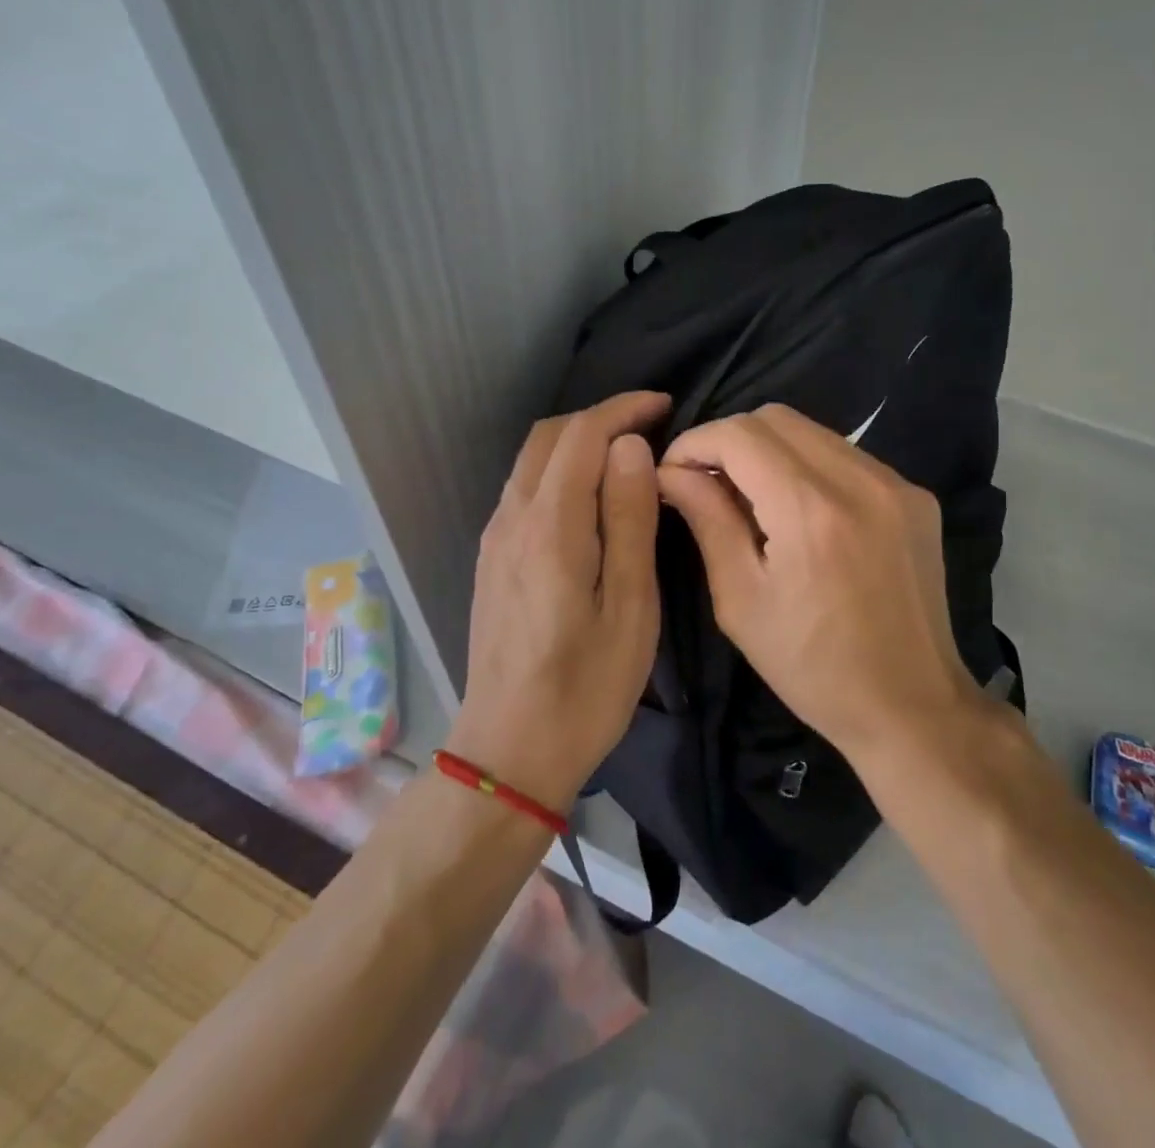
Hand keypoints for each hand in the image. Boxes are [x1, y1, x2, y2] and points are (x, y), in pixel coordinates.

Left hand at [447, 391, 670, 812]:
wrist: (509, 750)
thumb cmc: (586, 687)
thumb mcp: (630, 607)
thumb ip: (629, 520)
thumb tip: (631, 449)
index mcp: (550, 527)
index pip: (582, 435)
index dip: (623, 409)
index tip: (664, 405)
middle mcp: (511, 519)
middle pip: (548, 436)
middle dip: (599, 418)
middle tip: (650, 428)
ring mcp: (493, 538)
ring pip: (532, 460)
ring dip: (577, 442)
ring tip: (627, 458)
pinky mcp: (490, 559)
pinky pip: (524, 489)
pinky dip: (559, 470)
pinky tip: (590, 498)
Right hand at [657, 403, 980, 767]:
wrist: (911, 705)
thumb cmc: (812, 666)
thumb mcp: (741, 600)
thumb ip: (707, 520)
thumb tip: (671, 472)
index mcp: (810, 510)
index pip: (739, 434)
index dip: (695, 442)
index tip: (673, 472)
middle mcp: (859, 480)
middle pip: (776, 417)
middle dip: (730, 440)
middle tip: (708, 483)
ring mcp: (895, 484)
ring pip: (813, 431)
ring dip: (770, 450)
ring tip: (751, 496)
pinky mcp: (915, 496)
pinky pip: (846, 456)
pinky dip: (809, 466)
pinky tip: (799, 509)